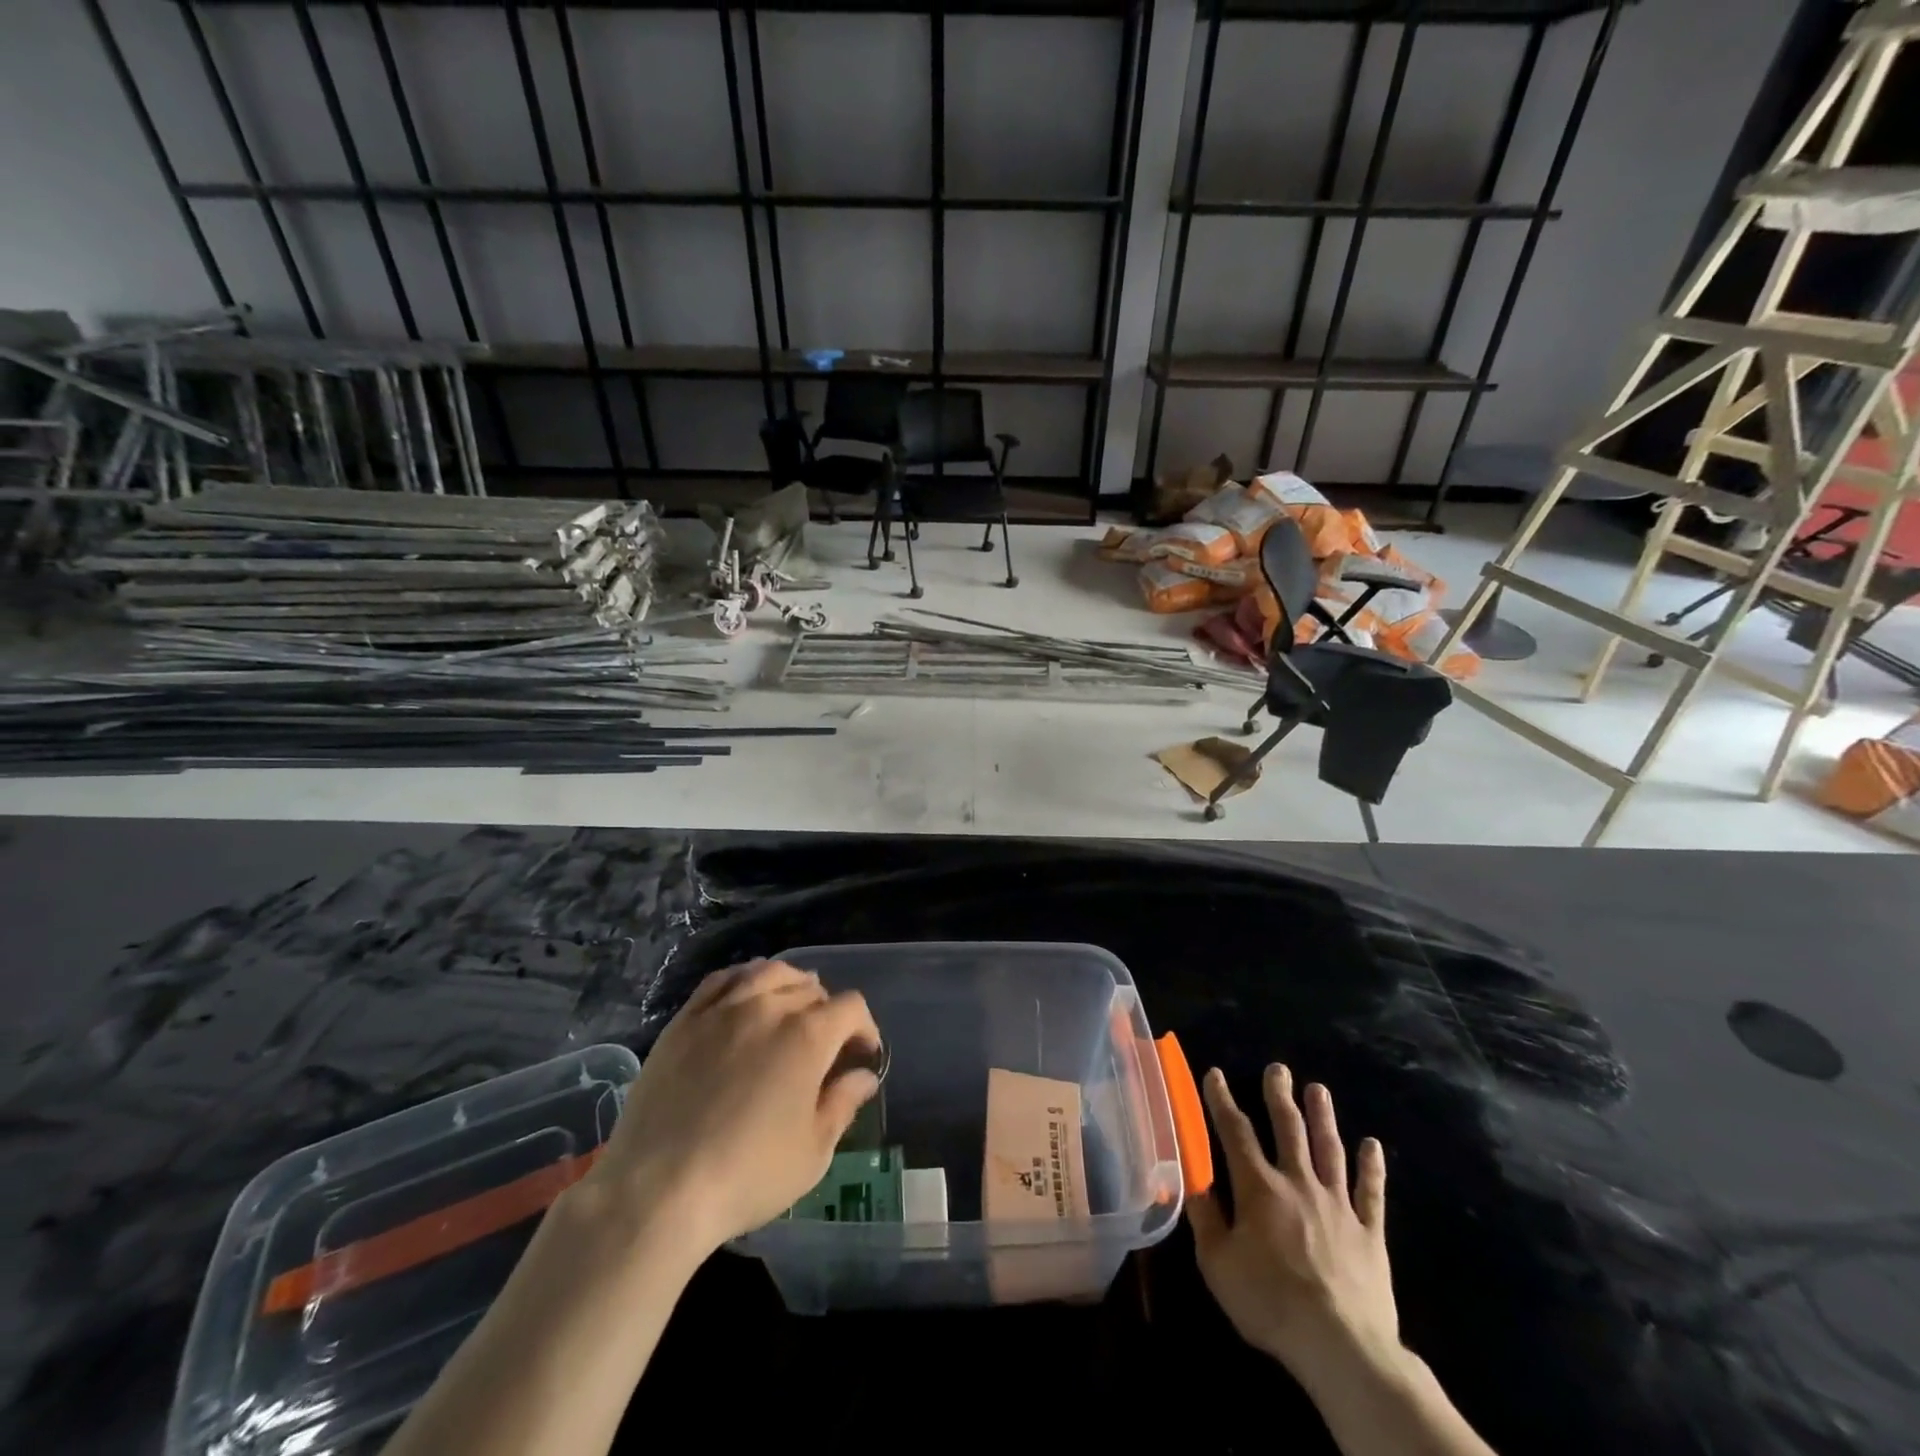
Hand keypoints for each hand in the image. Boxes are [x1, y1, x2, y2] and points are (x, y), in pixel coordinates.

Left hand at [582, 959, 882, 1257]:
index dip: (864, 1028)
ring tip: (790, 1007)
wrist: (656, 1190)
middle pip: (811, 988)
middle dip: (828, 1012)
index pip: (851, 1008)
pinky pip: (723, 979)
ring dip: (790, 985)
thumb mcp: (812, 1152)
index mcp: (809, 1035)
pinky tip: (746, 995)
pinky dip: (744, 979)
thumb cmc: (746, 1175)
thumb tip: (864, 1076)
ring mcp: (723, 1008)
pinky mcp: (686, 1019)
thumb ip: (843, 1104)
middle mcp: (769, 1007)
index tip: (863, 1055)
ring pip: (769, 972)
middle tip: (825, 1045)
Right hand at [1188, 1065, 1399, 1387]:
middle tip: (1278, 1068)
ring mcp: (1337, 1205)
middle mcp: (1298, 1183)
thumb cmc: (1269, 1302)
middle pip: (1288, 1129)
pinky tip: (1372, 1145)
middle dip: (1279, 1096)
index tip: (1215, 1074)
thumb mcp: (1217, 1262)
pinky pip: (1371, 1193)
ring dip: (1323, 1117)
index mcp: (1258, 1187)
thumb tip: (1189, 1175)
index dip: (1222, 1100)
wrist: (1340, 1346)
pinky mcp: (1369, 1232)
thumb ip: (1204, 1215)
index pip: (1235, 1132)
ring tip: (1318, 1089)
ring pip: (1329, 1150)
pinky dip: (1372, 1168)